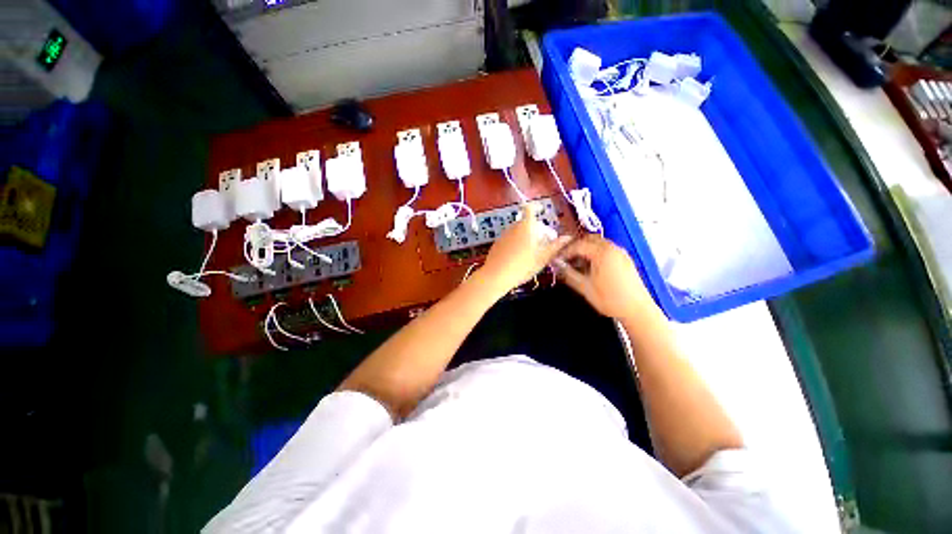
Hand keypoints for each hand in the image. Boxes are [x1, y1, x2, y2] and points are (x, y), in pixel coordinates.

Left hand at [479, 204, 571, 294]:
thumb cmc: (523, 266)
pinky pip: (510, 239)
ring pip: (518, 231)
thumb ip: (556, 246)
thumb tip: (568, 237)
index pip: (530, 208)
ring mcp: (503, 235)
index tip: (541, 210)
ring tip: (531, 252)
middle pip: (526, 222)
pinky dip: (516, 243)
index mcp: (526, 226)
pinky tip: (518, 257)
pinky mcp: (497, 243)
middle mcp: (514, 227)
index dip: (536, 207)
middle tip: (543, 242)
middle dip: (535, 229)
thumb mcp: (543, 258)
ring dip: (525, 236)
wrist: (496, 275)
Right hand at [555, 235, 657, 320]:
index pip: (579, 245)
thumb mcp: (584, 287)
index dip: (565, 251)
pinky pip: (607, 249)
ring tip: (576, 263)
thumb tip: (557, 265)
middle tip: (566, 258)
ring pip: (599, 243)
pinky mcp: (625, 260)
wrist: (637, 310)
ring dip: (586, 249)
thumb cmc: (609, 299)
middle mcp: (613, 248)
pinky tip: (590, 267)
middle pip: (590, 239)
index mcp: (602, 253)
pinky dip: (596, 253)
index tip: (557, 259)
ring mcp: (621, 253)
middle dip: (576, 246)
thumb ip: (568, 274)